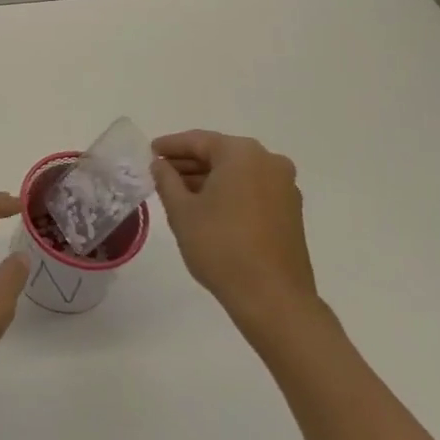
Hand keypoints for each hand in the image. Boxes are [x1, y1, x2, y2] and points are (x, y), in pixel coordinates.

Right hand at [150, 131, 318, 335]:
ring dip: (208, 178)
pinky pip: (252, 189)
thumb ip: (166, 179)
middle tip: (160, 171)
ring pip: (237, 172)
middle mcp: (269, 163)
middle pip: (220, 154)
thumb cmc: (220, 246)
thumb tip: (161, 164)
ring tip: (177, 191)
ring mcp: (284, 188)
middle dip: (189, 162)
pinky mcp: (290, 211)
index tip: (149, 152)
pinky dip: (228, 191)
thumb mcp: (181, 210)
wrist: (272, 298)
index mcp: (242, 154)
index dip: (170, 145)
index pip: (198, 141)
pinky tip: (206, 207)